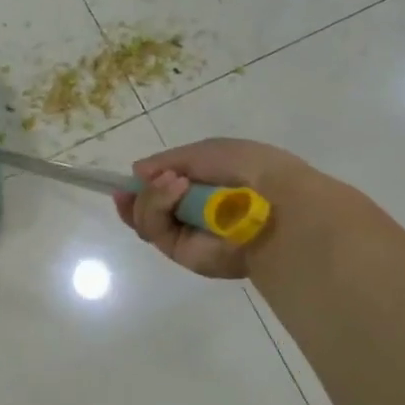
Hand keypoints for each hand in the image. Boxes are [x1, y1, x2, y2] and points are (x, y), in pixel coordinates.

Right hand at [113, 137, 314, 278]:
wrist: (276, 203)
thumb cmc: (248, 169)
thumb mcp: (206, 151)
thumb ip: (169, 160)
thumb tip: (137, 172)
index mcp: (203, 190)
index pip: (162, 192)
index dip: (142, 186)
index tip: (128, 179)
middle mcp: (192, 215)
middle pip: (146, 209)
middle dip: (139, 194)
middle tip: (145, 181)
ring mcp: (187, 236)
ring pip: (145, 219)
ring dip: (150, 196)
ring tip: (175, 182)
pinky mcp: (183, 253)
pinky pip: (154, 231)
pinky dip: (156, 206)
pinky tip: (176, 190)